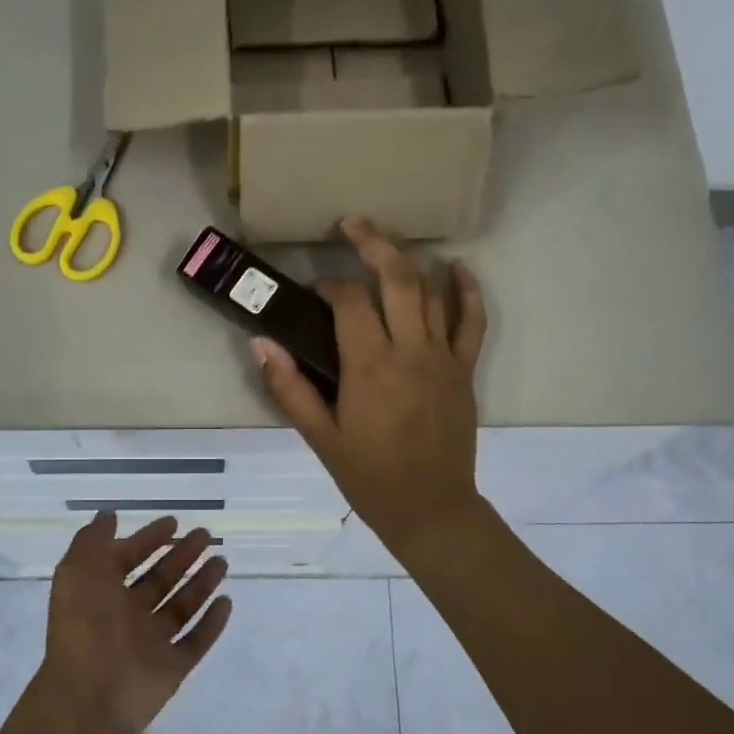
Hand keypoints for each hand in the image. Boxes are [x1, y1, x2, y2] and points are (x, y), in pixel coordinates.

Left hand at [38, 512, 231, 733]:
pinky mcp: (172, 667)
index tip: (175, 522)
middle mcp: (127, 615)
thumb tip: (109, 515)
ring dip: (201, 583)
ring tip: (222, 562)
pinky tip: (226, 601)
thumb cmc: (84, 624)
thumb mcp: (78, 570)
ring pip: (181, 606)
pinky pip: (196, 641)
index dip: (148, 539)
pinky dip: (211, 623)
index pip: (128, 558)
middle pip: (160, 580)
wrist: (90, 693)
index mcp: (102, 592)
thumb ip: (93, 539)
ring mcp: (151, 643)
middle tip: (206, 536)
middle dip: (181, 556)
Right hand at [253, 216, 487, 553]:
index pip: (350, 302)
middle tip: (351, 224)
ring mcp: (443, 358)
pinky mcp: (464, 370)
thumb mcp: (320, 437)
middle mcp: (410, 351)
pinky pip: (473, 321)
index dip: (329, 285)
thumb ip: (289, 388)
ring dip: (410, 259)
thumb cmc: (369, 476)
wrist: (430, 509)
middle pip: (397, 278)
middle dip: (373, 243)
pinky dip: (468, 290)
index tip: (314, 291)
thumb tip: (260, 343)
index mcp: (369, 367)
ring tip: (386, 241)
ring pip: (432, 291)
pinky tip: (456, 267)